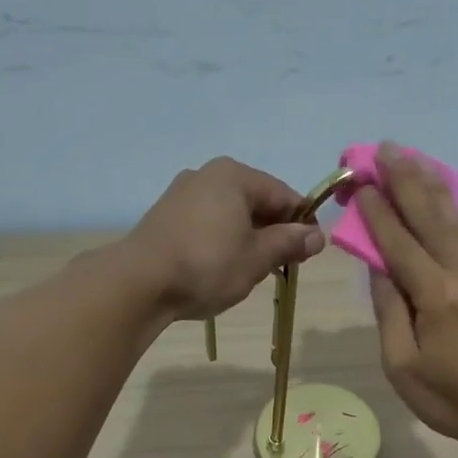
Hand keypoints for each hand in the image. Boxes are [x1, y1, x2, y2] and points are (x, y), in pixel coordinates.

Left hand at [127, 157, 324, 320]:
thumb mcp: (257, 258)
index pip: (284, 195)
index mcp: (235, 176)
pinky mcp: (165, 216)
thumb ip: (289, 243)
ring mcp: (182, 194)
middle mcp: (207, 175)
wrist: (140, 282)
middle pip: (256, 202)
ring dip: (248, 239)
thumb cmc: (207, 265)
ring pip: (231, 214)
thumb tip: (317, 235)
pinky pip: (207, 223)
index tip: (308, 254)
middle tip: (280, 267)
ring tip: (250, 272)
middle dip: (273, 232)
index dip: (302, 224)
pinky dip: (222, 241)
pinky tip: (220, 268)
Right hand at [358, 143, 457, 442]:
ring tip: (412, 157)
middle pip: (430, 217)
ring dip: (431, 186)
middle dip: (404, 181)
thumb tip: (380, 267)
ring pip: (456, 220)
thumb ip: (389, 312)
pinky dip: (455, 209)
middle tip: (384, 149)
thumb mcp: (402, 367)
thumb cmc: (449, 400)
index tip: (360, 182)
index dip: (377, 212)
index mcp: (436, 297)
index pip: (399, 243)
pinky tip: (445, 195)